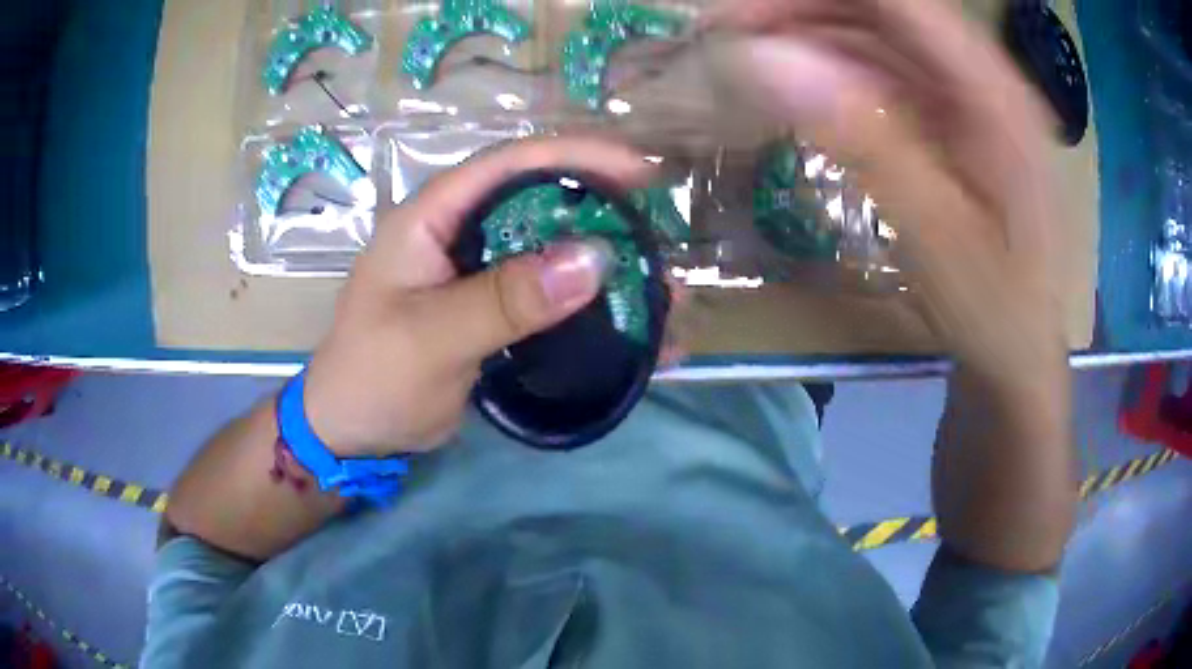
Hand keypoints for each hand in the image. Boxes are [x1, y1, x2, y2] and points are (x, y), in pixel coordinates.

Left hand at [302, 138, 655, 456]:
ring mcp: (477, 270)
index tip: (641, 171)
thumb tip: (595, 259)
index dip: (577, 156)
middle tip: (659, 235)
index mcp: (432, 216)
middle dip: (604, 211)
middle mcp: (459, 230)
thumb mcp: (432, 337)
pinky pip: (549, 295)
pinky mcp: (492, 307)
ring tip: (660, 288)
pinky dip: (590, 308)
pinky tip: (630, 329)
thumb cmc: (373, 377)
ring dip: (605, 266)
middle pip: (540, 199)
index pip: (509, 162)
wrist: (352, 430)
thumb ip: (506, 299)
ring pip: (551, 249)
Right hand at [715, 0, 1066, 383]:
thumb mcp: (937, 236)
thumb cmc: (997, 309)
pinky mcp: (948, 119)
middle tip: (729, 40)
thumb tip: (767, 60)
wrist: (1023, 352)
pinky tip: (798, 91)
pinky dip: (834, 73)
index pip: (899, 1)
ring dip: (811, 38)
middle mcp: (981, 78)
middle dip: (800, 12)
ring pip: (878, 36)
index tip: (739, 19)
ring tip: (749, 61)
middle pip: (882, 9)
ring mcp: (964, 97)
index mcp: (995, 94)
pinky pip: (884, 74)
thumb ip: (864, 141)